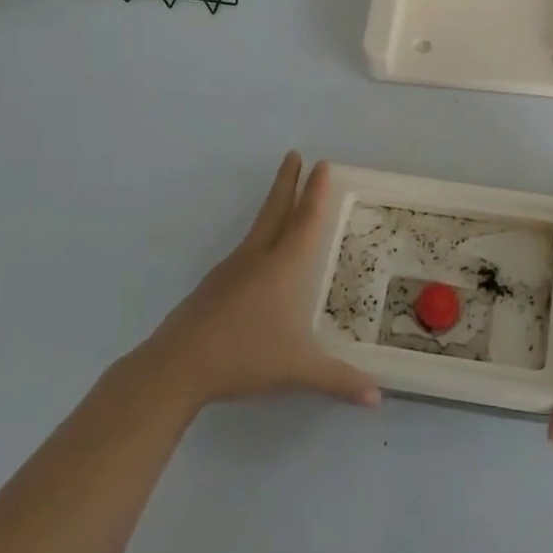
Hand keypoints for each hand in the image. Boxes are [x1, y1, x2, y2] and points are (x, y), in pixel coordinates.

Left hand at [144, 153, 378, 410]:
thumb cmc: (244, 357)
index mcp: (283, 267)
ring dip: (272, 206)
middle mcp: (258, 258)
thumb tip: (377, 397)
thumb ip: (338, 380)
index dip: (315, 192)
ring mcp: (231, 270)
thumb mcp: (298, 370)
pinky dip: (259, 237)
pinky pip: (245, 251)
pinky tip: (259, 257)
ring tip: (283, 201)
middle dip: (287, 181)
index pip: (305, 220)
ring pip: (258, 228)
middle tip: (294, 155)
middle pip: (276, 209)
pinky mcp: (214, 286)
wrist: (175, 367)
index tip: (321, 164)